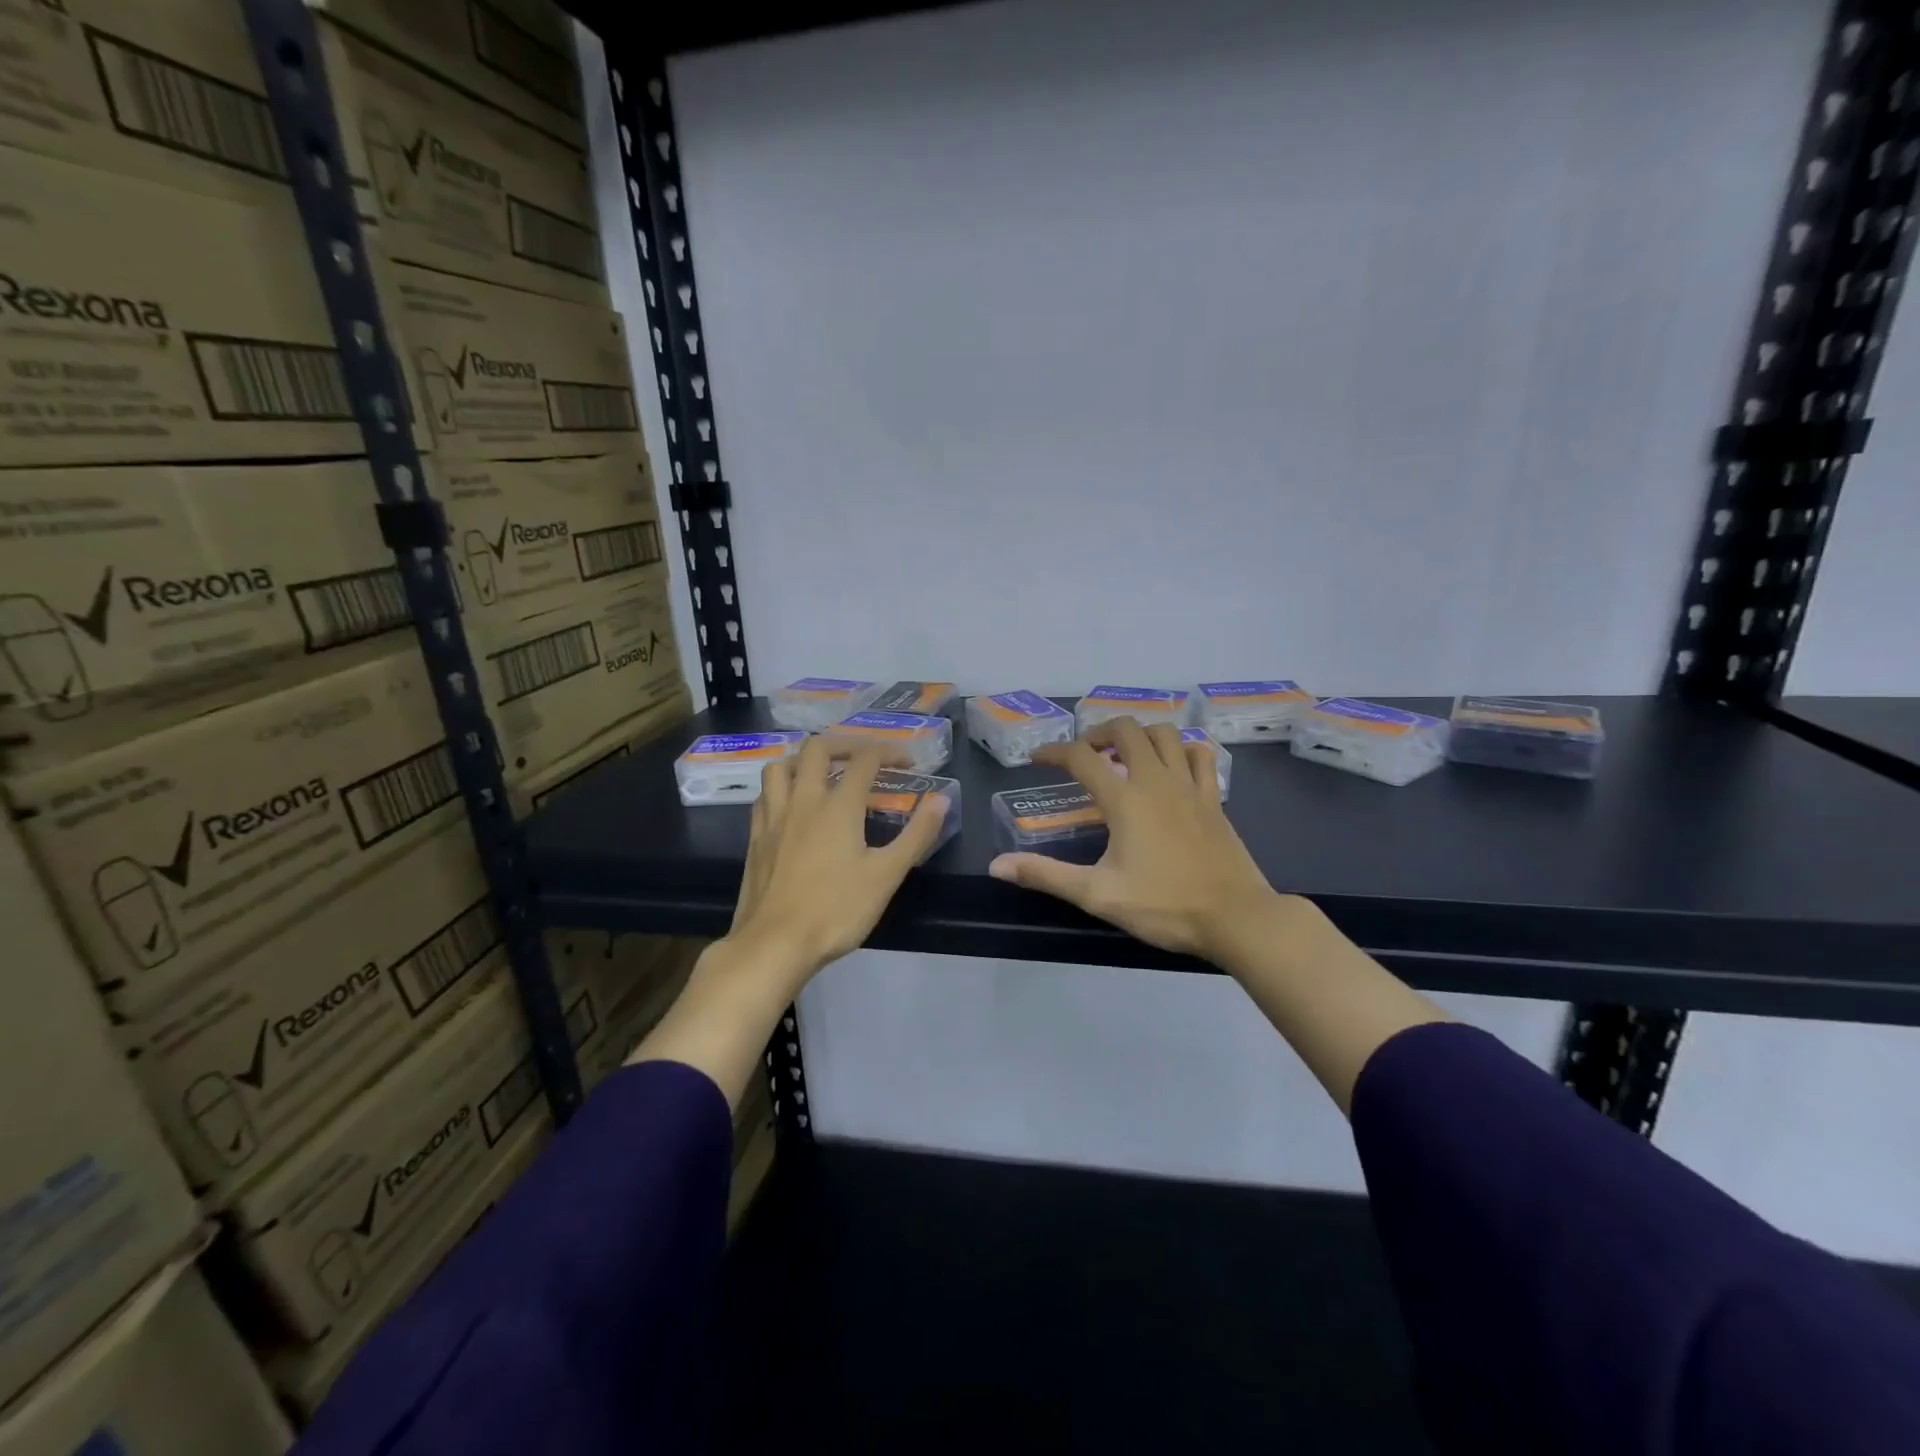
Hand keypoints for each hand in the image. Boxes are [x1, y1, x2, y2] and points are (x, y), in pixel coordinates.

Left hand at [726, 737, 949, 989]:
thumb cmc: (836, 910)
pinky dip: (780, 787)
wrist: (774, 944)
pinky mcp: (755, 837)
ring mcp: (774, 817)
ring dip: (803, 760)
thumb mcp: (887, 876)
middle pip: (816, 749)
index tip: (906, 762)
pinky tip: (790, 805)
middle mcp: (803, 800)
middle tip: (863, 758)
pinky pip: (764, 795)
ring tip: (821, 773)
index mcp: (838, 806)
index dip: (889, 752)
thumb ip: (916, 835)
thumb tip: (941, 800)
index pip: (865, 760)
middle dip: (844, 744)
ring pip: (780, 766)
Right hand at [987, 718, 1296, 962]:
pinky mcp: (1213, 798)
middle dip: (1098, 732)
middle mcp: (1156, 780)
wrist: (1236, 917)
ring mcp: (1189, 786)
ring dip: (1139, 733)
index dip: (1053, 752)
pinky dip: (1180, 749)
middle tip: (1084, 754)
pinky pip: (1198, 755)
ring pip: (1164, 734)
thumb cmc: (1163, 906)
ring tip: (1123, 753)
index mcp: (1125, 799)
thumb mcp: (1097, 895)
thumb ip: (1046, 875)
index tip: (1037, 759)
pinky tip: (1172, 766)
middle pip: (1126, 729)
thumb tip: (997, 866)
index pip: (1081, 758)